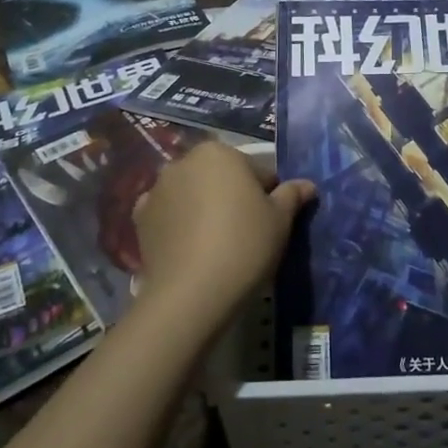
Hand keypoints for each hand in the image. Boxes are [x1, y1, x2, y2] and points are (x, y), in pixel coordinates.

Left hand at [130, 141, 314, 334]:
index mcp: (219, 153)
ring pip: (192, 194)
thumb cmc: (244, 246)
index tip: (272, 221)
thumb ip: (292, 196)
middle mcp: (184, 162)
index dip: (269, 195)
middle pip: (220, 177)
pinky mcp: (140, 219)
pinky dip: (178, 224)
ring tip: (217, 244)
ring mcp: (157, 190)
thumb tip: (307, 185)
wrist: (190, 294)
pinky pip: (169, 215)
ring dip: (204, 207)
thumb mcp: (280, 221)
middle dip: (233, 196)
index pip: (256, 170)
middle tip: (247, 232)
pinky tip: (190, 248)